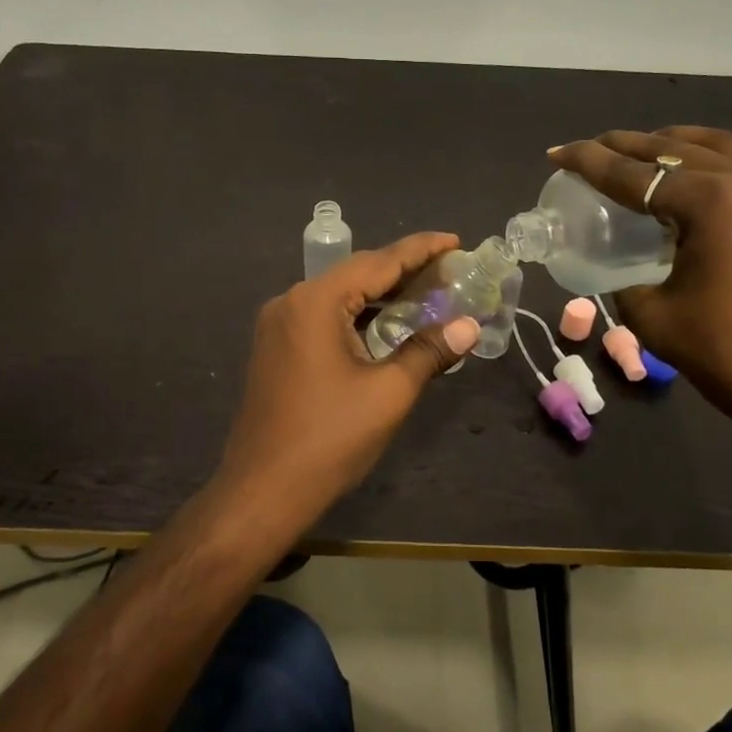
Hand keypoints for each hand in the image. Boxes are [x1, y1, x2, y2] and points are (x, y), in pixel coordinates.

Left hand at [215, 233, 481, 513]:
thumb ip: (429, 351)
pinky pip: (324, 318)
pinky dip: (358, 317)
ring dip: (381, 296)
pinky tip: (387, 325)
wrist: (263, 491)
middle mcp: (292, 302)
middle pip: (357, 275)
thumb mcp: (388, 393)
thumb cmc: (329, 439)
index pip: (378, 262)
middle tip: (449, 270)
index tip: (455, 240)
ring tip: (427, 294)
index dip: (421, 250)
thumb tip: (468, 326)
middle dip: (404, 271)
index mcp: (316, 302)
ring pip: (340, 297)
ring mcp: (279, 326)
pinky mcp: (277, 348)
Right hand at [549, 128, 731, 450]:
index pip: (634, 173)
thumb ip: (627, 284)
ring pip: (725, 148)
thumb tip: (625, 272)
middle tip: (598, 148)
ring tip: (651, 151)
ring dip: (680, 144)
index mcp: (711, 202)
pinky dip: (721, 165)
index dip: (589, 161)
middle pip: (678, 147)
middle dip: (631, 144)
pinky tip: (710, 183)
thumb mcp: (656, 320)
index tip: (558, 152)